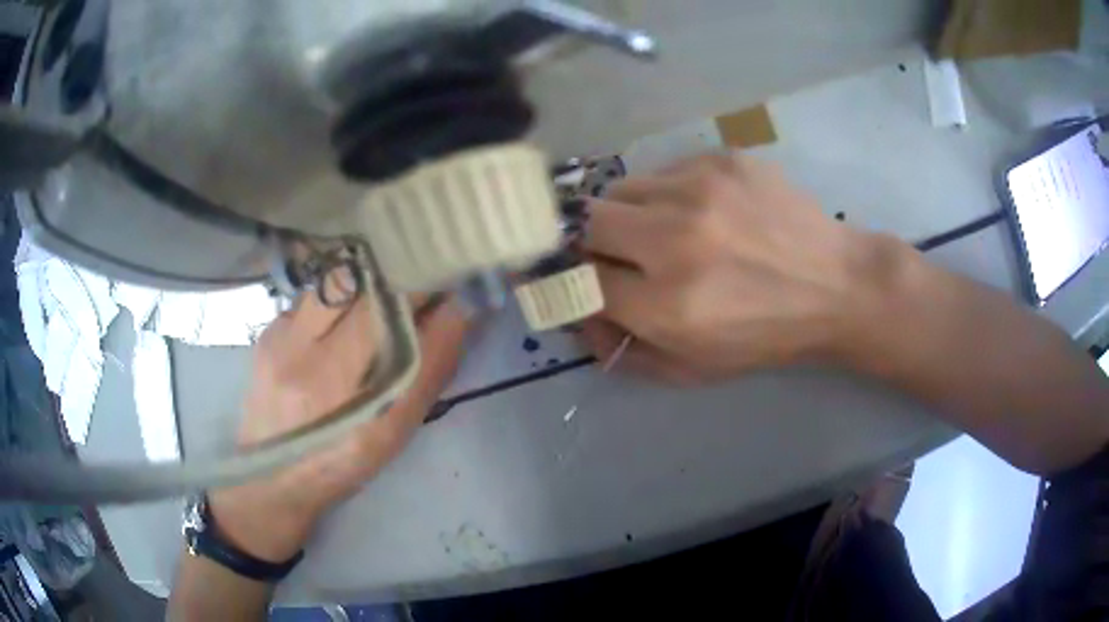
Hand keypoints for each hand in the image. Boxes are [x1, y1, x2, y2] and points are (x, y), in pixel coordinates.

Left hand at [208, 290, 471, 562]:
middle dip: (393, 270)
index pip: (383, 303)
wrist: (270, 477)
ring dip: (364, 283)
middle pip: (353, 277)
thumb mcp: (394, 431)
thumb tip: (462, 308)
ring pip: (331, 281)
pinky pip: (312, 297)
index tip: (447, 276)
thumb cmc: (341, 463)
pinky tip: (342, 323)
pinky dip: (338, 300)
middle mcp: (298, 347)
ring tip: (382, 301)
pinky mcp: (266, 331)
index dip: (420, 280)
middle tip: (419, 279)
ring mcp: (277, 334)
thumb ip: (430, 367)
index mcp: (333, 380)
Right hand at [581, 153, 876, 383]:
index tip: (589, 281)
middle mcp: (675, 240)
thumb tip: (580, 316)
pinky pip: (664, 172)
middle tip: (623, 255)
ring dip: (628, 215)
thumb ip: (624, 349)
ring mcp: (700, 190)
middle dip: (595, 244)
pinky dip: (667, 194)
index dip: (578, 284)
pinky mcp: (722, 160)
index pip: (581, 281)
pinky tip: (703, 210)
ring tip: (663, 230)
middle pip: (588, 224)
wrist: (837, 286)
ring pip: (620, 190)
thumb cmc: (767, 336)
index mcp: (668, 305)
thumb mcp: (693, 369)